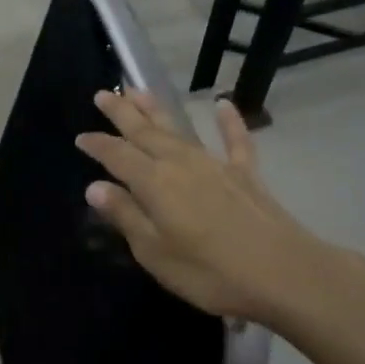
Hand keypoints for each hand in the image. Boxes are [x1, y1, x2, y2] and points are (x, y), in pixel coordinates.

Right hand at [76, 90, 364, 328]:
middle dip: (121, 112)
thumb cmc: (210, 272)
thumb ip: (126, 216)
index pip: (117, 156)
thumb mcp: (155, 252)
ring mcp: (215, 164)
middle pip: (144, 132)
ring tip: (138, 90)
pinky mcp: (245, 173)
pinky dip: (229, 122)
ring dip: (156, 109)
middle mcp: (180, 163)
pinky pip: (235, 140)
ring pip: (179, 128)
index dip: (97, 145)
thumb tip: (94, 187)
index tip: (80, 137)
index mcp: (154, 182)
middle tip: (102, 94)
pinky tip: (223, 104)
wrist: (284, 273)